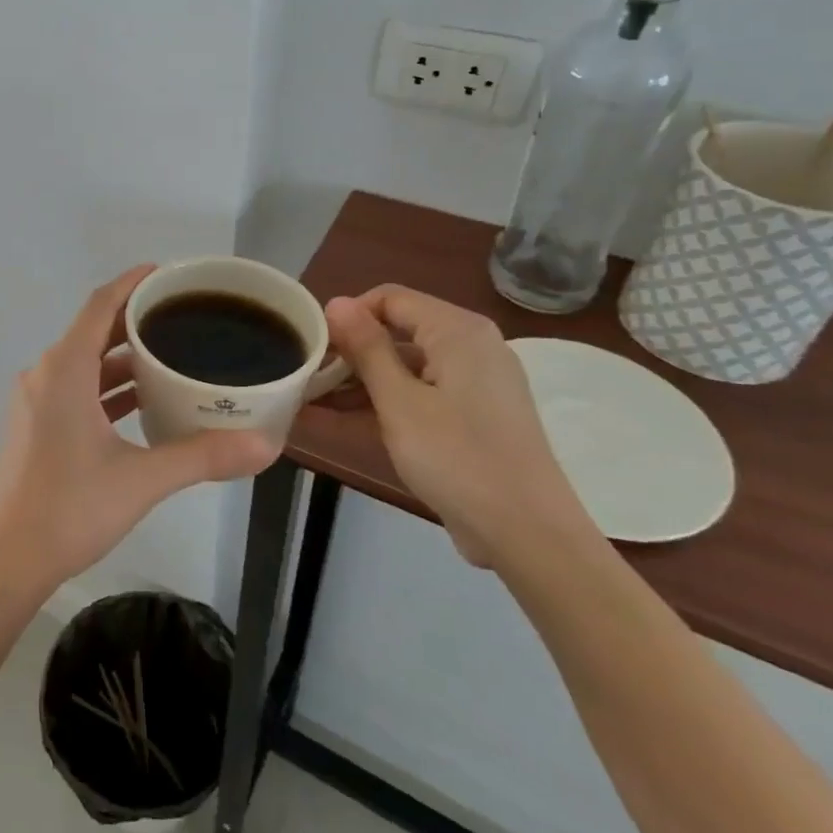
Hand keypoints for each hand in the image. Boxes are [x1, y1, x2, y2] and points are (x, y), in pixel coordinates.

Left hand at [0, 266, 279, 592]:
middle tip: (182, 316)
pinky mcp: (36, 426)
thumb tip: (265, 446)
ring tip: (170, 355)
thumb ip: (203, 456)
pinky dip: (107, 386)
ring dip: (122, 357)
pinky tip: (142, 400)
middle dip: (135, 320)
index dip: (133, 283)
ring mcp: (36, 401)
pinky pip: (76, 388)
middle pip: (93, 330)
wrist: (9, 559)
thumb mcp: (143, 479)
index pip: (100, 305)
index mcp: (64, 370)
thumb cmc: (70, 508)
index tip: (167, 274)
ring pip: (84, 363)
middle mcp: (46, 375)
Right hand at [320, 286, 593, 568]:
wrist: (528, 535)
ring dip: (357, 383)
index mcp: (458, 331)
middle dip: (348, 353)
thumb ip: (366, 348)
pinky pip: (417, 395)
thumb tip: (336, 301)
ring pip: (403, 367)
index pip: (390, 298)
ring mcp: (472, 384)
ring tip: (307, 401)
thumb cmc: (458, 458)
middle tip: (304, 377)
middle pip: (396, 332)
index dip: (348, 316)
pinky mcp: (470, 417)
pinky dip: (381, 404)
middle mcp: (469, 346)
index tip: (313, 346)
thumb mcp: (400, 402)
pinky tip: (335, 420)